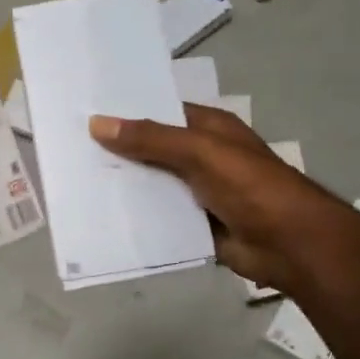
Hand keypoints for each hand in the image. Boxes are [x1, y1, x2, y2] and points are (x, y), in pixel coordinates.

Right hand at [90, 104, 312, 289]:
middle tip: (70, 151)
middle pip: (152, 151)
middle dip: (118, 152)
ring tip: (77, 184)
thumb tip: (97, 123)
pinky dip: (137, 218)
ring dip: (124, 188)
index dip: (127, 114)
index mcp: (209, 129)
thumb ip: (151, 139)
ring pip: (153, 186)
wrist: (289, 245)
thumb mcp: (200, 153)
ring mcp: (198, 193)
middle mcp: (202, 157)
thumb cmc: (251, 187)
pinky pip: (159, 218)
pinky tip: (103, 217)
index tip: (85, 114)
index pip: (161, 113)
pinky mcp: (194, 225)